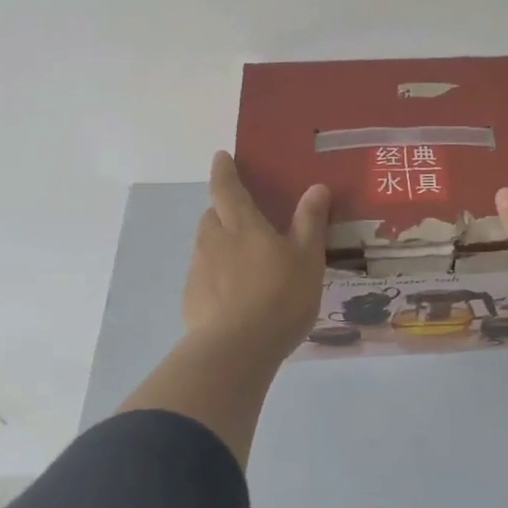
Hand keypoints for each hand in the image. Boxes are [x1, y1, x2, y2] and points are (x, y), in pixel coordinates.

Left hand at [184, 151, 330, 359]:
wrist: (236, 349)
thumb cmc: (279, 296)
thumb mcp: (308, 258)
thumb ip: (310, 222)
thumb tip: (316, 187)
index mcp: (242, 225)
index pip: (227, 188)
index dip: (224, 171)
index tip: (221, 157)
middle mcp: (213, 241)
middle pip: (212, 216)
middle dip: (223, 211)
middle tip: (242, 218)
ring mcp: (198, 271)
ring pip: (206, 247)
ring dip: (220, 245)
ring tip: (243, 262)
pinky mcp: (191, 299)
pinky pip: (204, 276)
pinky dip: (216, 276)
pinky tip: (234, 296)